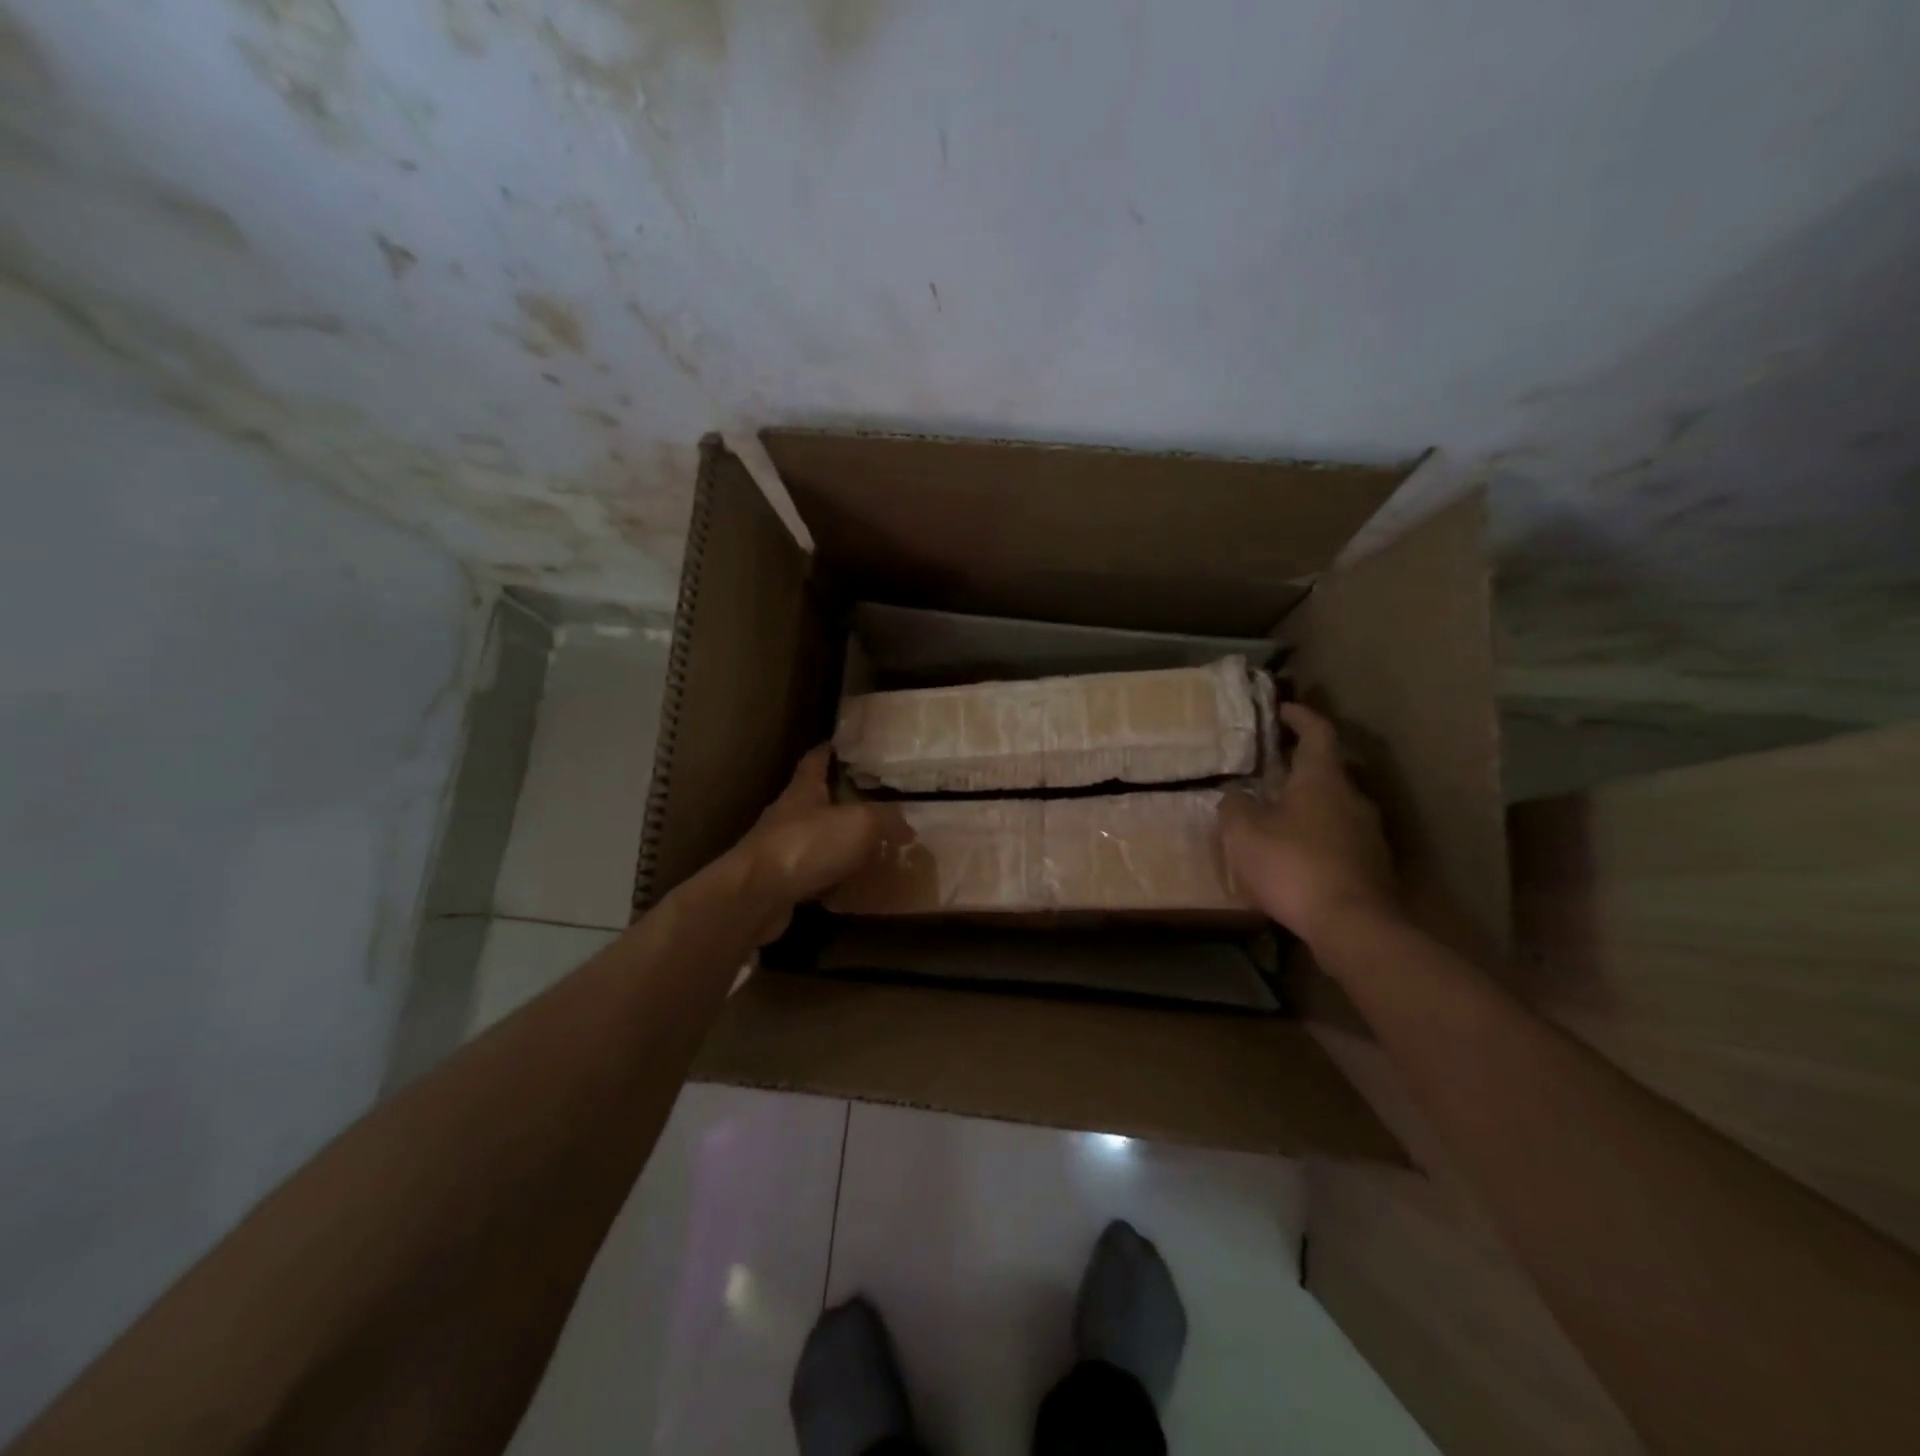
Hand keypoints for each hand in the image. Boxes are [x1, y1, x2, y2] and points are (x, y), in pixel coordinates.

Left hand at [731, 746, 910, 942]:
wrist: (757, 896)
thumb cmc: (807, 845)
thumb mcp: (860, 823)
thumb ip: (887, 820)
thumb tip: (907, 828)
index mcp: (804, 789)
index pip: (816, 759)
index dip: (830, 750)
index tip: (845, 745)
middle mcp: (790, 815)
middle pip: (818, 800)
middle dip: (844, 800)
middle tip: (877, 803)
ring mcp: (782, 849)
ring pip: (818, 839)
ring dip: (841, 842)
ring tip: (873, 847)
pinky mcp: (781, 882)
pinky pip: (815, 874)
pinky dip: (834, 878)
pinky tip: (855, 886)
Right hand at [1220, 703, 1399, 945]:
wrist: (1353, 925)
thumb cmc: (1293, 866)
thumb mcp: (1244, 833)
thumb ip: (1235, 806)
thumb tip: (1235, 793)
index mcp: (1322, 779)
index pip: (1317, 733)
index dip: (1300, 716)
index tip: (1283, 708)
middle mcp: (1352, 798)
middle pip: (1329, 769)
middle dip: (1301, 764)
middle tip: (1271, 767)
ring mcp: (1368, 833)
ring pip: (1336, 805)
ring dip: (1310, 803)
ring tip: (1279, 812)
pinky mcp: (1373, 865)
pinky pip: (1341, 836)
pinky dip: (1319, 834)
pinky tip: (1297, 852)